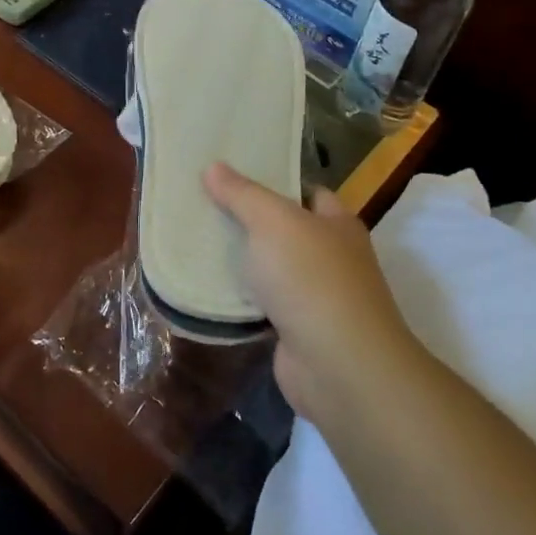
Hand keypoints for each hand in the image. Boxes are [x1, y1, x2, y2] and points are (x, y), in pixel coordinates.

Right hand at [203, 162, 422, 429]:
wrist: (338, 367)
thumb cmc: (312, 279)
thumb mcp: (273, 221)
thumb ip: (242, 194)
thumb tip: (213, 167)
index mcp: (337, 224)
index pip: (306, 191)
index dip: (273, 180)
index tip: (231, 174)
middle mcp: (333, 258)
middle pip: (286, 230)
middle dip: (249, 221)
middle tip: (204, 205)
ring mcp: (317, 298)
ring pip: (272, 269)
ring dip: (243, 262)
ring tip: (197, 242)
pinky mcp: (297, 332)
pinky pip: (263, 305)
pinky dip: (241, 299)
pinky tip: (208, 288)